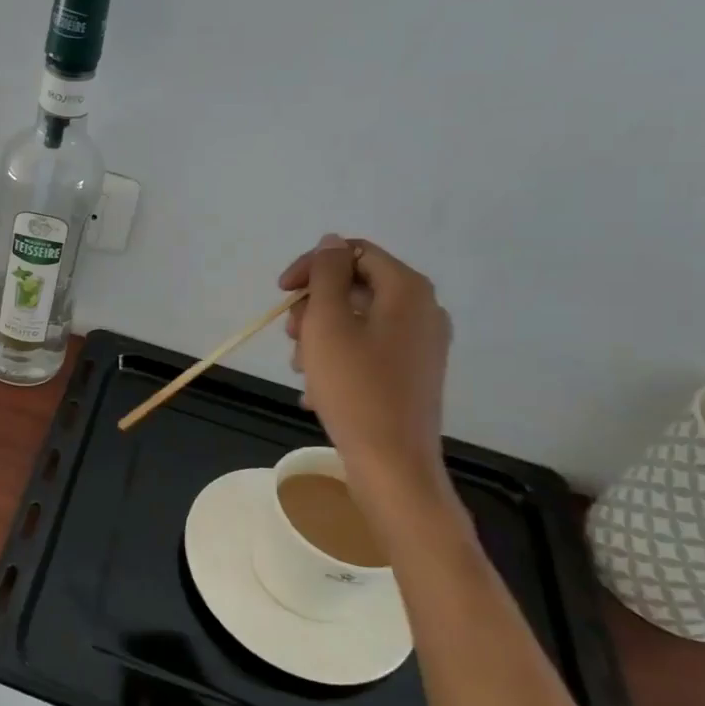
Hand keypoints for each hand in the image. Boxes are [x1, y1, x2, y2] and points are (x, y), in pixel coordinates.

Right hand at [280, 235, 451, 496]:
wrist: (392, 463)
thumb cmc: (355, 387)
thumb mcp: (328, 322)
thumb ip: (327, 274)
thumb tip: (331, 242)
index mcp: (407, 290)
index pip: (352, 253)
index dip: (312, 266)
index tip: (281, 294)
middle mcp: (423, 309)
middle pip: (355, 286)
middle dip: (315, 307)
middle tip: (291, 337)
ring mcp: (421, 343)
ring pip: (358, 320)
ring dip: (321, 336)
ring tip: (302, 368)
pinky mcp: (413, 373)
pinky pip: (368, 348)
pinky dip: (339, 358)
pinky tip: (318, 389)